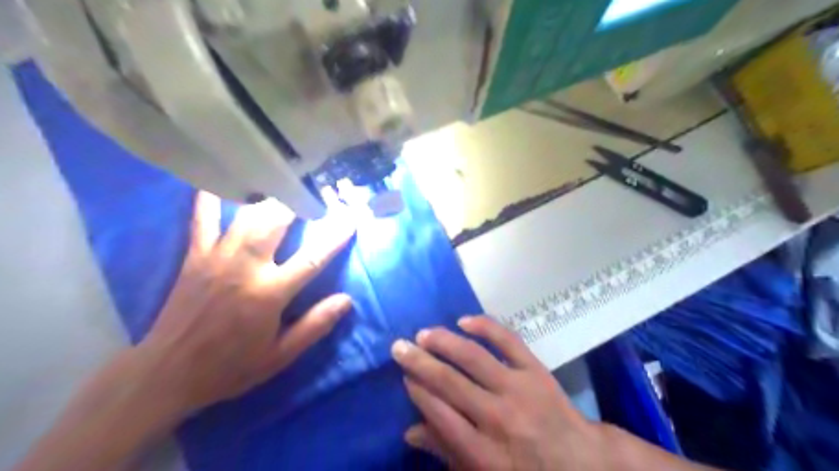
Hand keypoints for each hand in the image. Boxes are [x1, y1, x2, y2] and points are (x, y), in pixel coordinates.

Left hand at [141, 191, 357, 411]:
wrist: (167, 373)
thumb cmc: (230, 366)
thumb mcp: (280, 356)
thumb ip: (315, 325)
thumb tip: (347, 300)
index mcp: (270, 293)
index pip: (312, 257)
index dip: (335, 236)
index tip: (351, 217)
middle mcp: (246, 267)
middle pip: (276, 221)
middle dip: (298, 201)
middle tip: (315, 191)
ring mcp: (217, 257)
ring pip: (246, 214)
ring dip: (269, 197)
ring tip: (285, 184)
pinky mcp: (195, 256)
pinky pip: (202, 218)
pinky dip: (211, 197)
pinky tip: (222, 180)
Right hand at [390, 317, 606, 470]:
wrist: (583, 464)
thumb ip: (447, 453)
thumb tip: (410, 431)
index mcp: (484, 452)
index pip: (440, 414)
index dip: (417, 391)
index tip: (404, 375)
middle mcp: (497, 417)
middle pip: (450, 383)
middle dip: (419, 362)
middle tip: (399, 347)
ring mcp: (519, 389)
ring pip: (473, 357)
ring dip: (444, 342)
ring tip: (423, 334)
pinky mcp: (536, 370)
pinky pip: (508, 341)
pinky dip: (485, 327)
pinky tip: (464, 321)